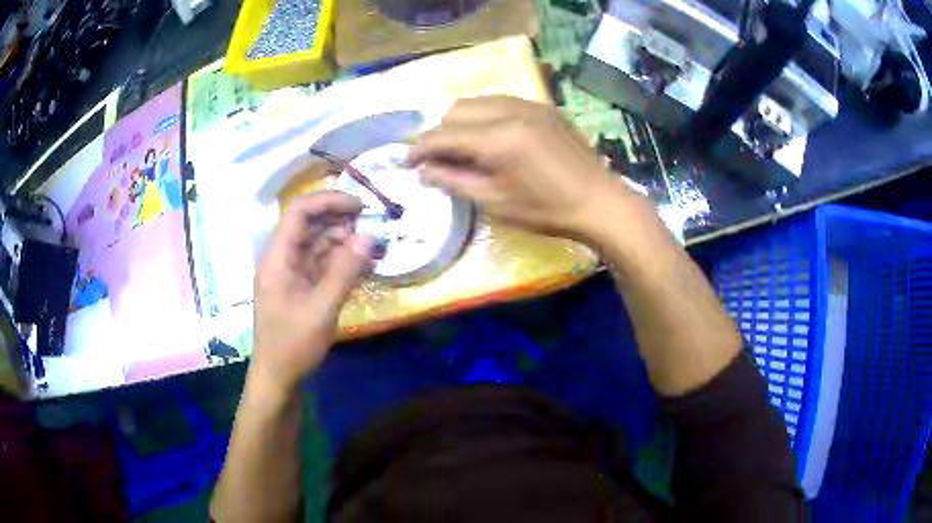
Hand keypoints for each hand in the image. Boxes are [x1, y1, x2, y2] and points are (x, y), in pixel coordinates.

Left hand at [251, 191, 373, 394]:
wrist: (278, 377)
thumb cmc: (292, 345)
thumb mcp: (321, 309)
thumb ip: (345, 270)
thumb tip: (370, 236)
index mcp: (278, 256)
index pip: (301, 212)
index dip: (330, 201)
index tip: (361, 207)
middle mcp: (283, 257)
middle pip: (311, 224)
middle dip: (342, 220)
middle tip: (374, 226)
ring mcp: (292, 272)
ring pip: (319, 243)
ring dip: (346, 241)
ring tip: (375, 248)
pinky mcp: (302, 286)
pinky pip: (323, 263)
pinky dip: (343, 261)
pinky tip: (365, 265)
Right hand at [408, 96, 636, 240]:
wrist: (600, 202)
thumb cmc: (548, 211)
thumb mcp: (496, 203)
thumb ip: (455, 182)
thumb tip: (423, 171)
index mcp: (499, 139)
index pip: (444, 134)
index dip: (420, 148)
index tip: (407, 162)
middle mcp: (511, 111)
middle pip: (457, 110)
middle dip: (440, 132)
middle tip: (436, 159)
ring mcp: (530, 105)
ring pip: (478, 102)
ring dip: (461, 121)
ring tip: (461, 147)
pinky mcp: (544, 107)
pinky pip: (502, 102)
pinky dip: (485, 116)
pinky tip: (491, 137)